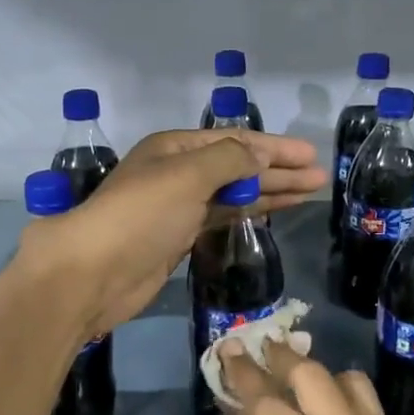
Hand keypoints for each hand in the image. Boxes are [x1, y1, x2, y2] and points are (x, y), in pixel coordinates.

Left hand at [18, 128, 325, 340]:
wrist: (94, 273)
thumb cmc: (141, 215)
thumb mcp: (187, 176)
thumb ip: (230, 161)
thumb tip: (260, 155)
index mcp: (175, 148)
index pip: (235, 141)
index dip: (274, 147)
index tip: (310, 156)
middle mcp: (178, 172)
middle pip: (238, 166)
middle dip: (279, 170)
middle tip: (319, 178)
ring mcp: (179, 207)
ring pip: (234, 194)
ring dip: (270, 191)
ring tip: (310, 193)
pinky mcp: (180, 238)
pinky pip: (223, 217)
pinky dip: (249, 213)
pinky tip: (273, 210)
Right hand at [222, 341, 413, 414]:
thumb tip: (241, 406)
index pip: (266, 398)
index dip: (243, 372)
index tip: (229, 348)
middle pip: (308, 373)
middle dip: (279, 358)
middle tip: (260, 350)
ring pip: (346, 379)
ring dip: (317, 373)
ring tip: (296, 380)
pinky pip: (369, 402)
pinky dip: (344, 393)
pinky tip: (328, 406)